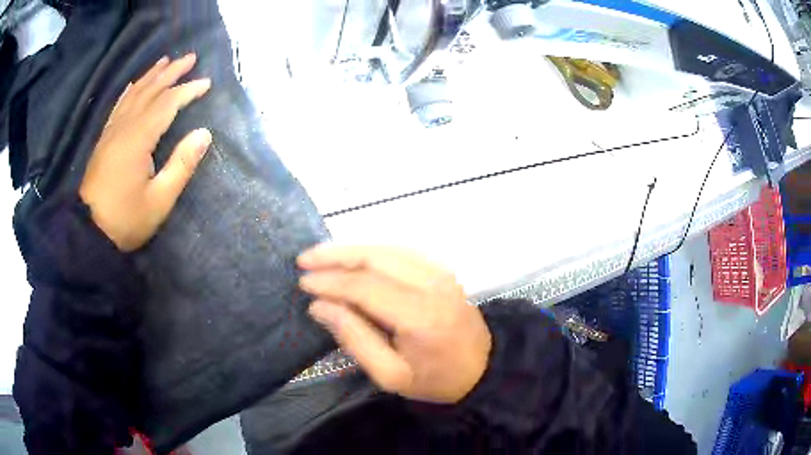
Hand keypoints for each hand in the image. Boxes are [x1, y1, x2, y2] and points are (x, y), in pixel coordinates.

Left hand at [79, 54, 211, 251]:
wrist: (88, 231)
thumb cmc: (125, 219)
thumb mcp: (159, 200)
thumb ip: (182, 165)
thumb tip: (204, 133)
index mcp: (139, 138)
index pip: (167, 103)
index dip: (188, 90)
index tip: (207, 82)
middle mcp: (125, 126)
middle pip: (151, 91)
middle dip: (171, 72)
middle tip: (190, 57)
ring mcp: (112, 131)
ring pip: (134, 94)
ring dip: (151, 76)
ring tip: (165, 61)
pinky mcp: (105, 139)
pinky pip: (119, 106)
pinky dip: (130, 91)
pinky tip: (135, 84)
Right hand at [298, 245, 491, 403]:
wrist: (482, 369)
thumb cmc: (434, 380)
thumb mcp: (390, 375)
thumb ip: (354, 338)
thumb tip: (320, 306)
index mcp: (420, 316)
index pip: (365, 287)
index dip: (330, 282)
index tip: (304, 283)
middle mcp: (432, 285)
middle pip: (375, 257)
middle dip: (335, 256)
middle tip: (304, 260)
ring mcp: (440, 273)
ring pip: (387, 248)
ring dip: (350, 249)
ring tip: (321, 256)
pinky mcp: (442, 270)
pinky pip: (401, 251)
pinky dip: (372, 250)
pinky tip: (353, 257)